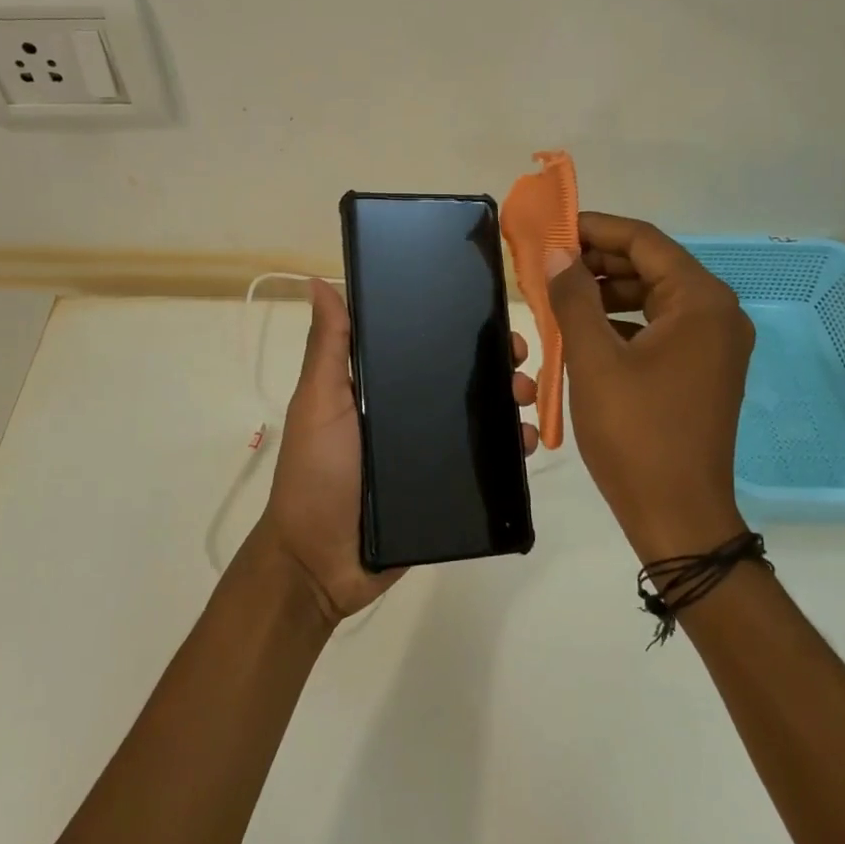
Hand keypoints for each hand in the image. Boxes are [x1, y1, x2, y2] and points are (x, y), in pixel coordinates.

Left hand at [254, 278, 541, 623]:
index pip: (424, 346)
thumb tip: (317, 280)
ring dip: (510, 402)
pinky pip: (486, 463)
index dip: (456, 329)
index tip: (489, 315)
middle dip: (495, 364)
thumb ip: (327, 347)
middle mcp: (408, 414)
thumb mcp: (318, 403)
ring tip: (527, 399)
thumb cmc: (317, 473)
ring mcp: (429, 452)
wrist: (321, 562)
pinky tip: (528, 442)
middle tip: (520, 359)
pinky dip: (511, 449)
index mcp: (379, 387)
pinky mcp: (447, 488)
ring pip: (480, 418)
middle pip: (460, 380)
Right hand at [547, 212, 754, 559]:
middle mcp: (718, 314)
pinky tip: (587, 329)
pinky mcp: (704, 370)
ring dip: (608, 291)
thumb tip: (558, 253)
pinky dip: (624, 321)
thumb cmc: (635, 433)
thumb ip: (574, 298)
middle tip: (550, 263)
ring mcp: (715, 344)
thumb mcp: (594, 360)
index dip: (595, 228)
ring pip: (655, 297)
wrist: (678, 515)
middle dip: (599, 261)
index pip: (644, 241)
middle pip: (653, 266)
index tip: (553, 227)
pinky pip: (661, 327)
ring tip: (561, 294)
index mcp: (700, 301)